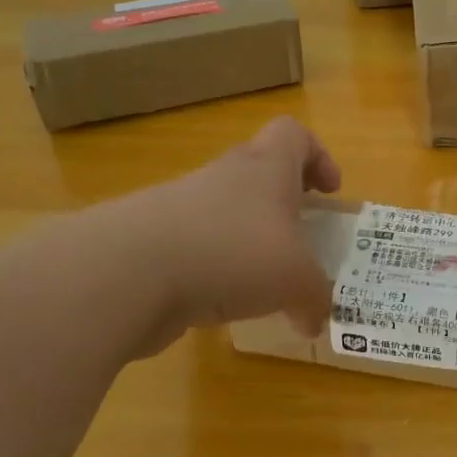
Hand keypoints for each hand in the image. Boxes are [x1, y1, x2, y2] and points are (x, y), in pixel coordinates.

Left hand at [124, 116, 341, 338]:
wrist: (127, 273)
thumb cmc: (232, 253)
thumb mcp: (296, 280)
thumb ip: (315, 298)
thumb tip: (316, 321)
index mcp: (266, 167)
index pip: (294, 134)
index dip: (317, 156)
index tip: (329, 192)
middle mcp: (224, 176)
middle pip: (259, 171)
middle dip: (282, 204)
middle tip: (300, 238)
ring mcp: (181, 206)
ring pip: (225, 212)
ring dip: (246, 239)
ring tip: (262, 283)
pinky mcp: (152, 241)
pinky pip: (195, 248)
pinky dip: (212, 270)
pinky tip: (220, 303)